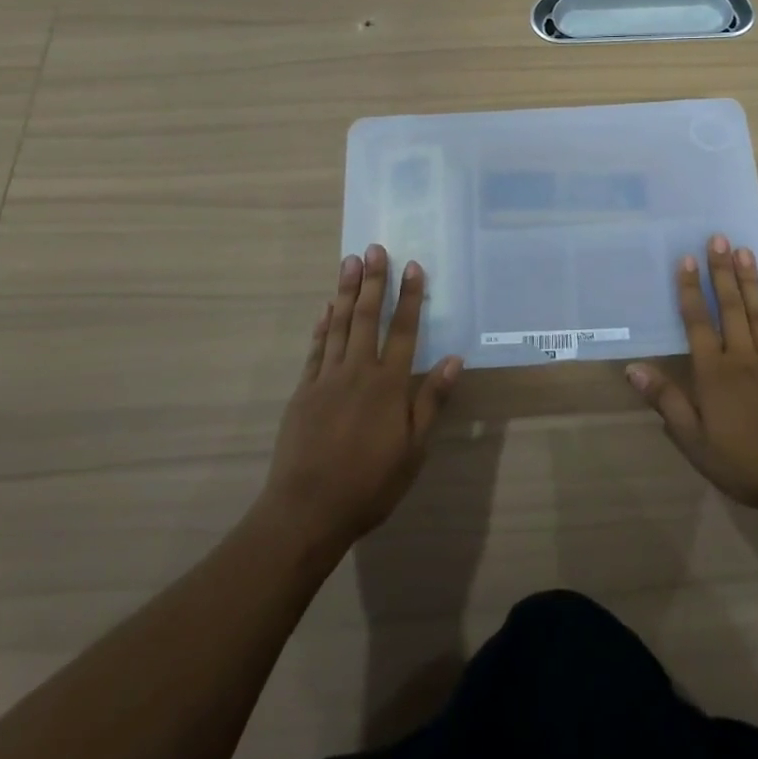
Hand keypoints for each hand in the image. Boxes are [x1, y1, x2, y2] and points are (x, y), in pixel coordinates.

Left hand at [261, 245, 462, 551]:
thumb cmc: (369, 483)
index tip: (413, 266)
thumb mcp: (413, 450)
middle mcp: (358, 372)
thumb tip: (454, 359)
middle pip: (368, 317)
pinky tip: (326, 308)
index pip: (404, 331)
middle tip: (374, 248)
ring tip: (349, 261)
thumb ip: (431, 401)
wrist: (307, 510)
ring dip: (346, 292)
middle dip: (373, 281)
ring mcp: (326, 379)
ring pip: (339, 325)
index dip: (410, 297)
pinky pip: (316, 348)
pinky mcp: (303, 391)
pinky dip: (322, 325)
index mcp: (388, 385)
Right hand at [625, 234, 757, 517]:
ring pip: (757, 314)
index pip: (698, 323)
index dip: (690, 291)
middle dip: (722, 272)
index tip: (687, 259)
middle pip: (730, 308)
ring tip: (744, 250)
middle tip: (718, 238)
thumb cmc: (744, 463)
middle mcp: (742, 358)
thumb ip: (666, 401)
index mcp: (714, 373)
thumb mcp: (694, 441)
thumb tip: (633, 368)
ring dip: (750, 281)